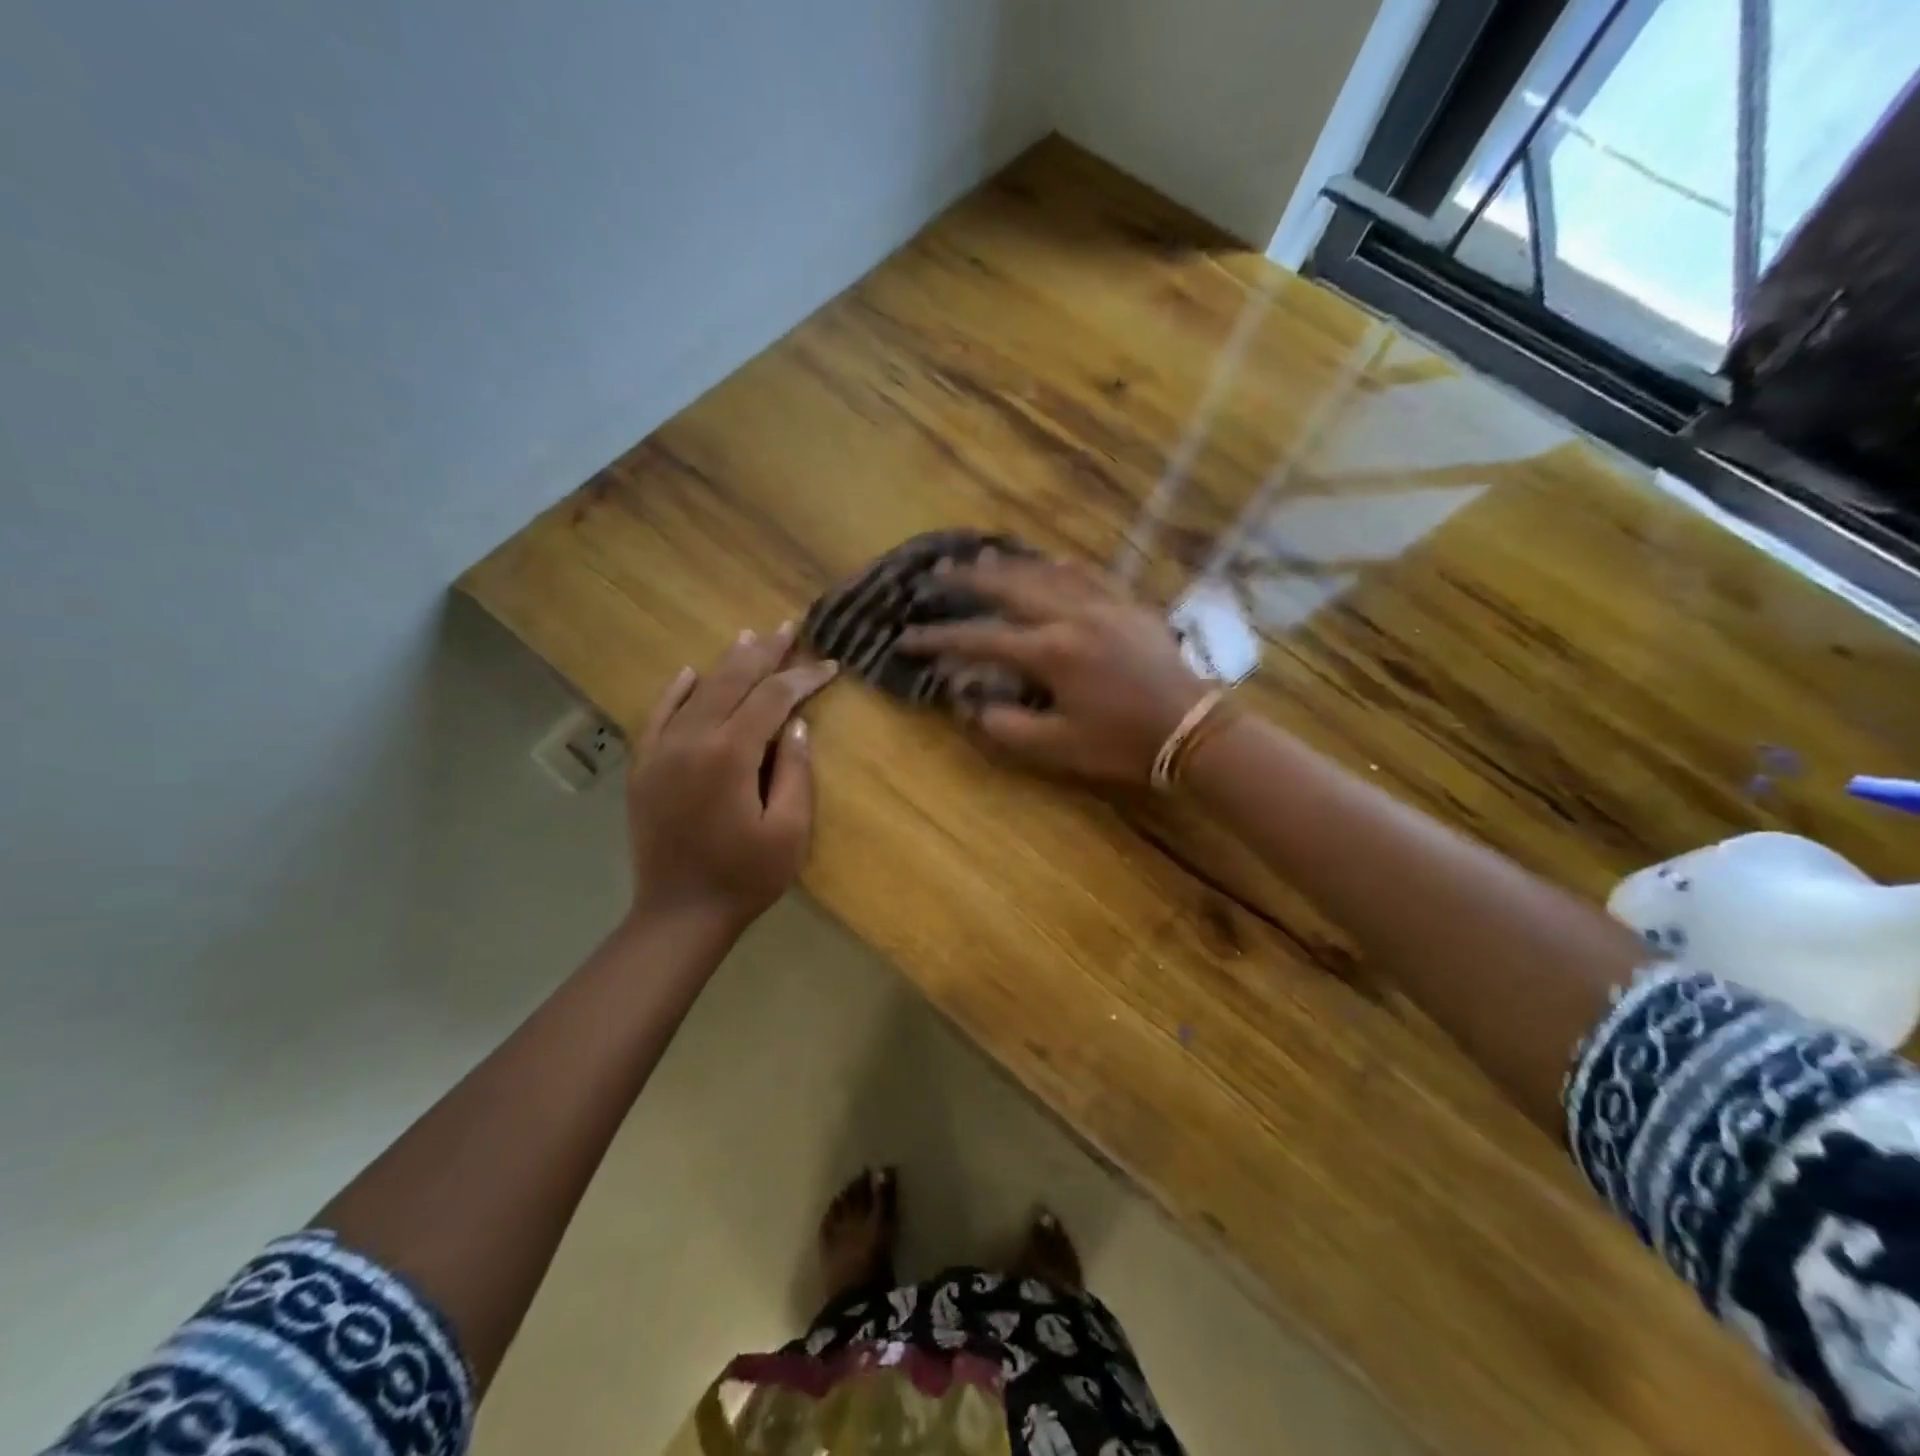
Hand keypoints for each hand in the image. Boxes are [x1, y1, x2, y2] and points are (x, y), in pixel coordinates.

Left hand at [624, 623, 837, 936]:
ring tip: (750, 637)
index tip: (828, 665)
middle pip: (732, 682)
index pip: (772, 699)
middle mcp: (691, 740)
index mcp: (730, 754)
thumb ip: (795, 771)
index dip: (803, 678)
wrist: (679, 914)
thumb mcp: (788, 830)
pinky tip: (689, 672)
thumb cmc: (746, 876)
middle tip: (788, 629)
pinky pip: (658, 716)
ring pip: (697, 692)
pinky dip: (675, 691)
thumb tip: (797, 724)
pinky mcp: (645, 767)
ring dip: (726, 663)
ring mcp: (661, 752)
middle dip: (764, 654)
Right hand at [900, 554, 1206, 783]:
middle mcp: (1071, 616)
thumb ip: (1007, 726)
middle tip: (936, 573)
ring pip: (1047, 574)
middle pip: (1010, 589)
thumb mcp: (1057, 747)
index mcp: (1050, 652)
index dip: (940, 640)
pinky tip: (1052, 561)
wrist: (1192, 729)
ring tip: (981, 555)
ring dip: (1011, 565)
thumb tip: (972, 704)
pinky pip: (1090, 575)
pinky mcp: (1129, 606)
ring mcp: (1103, 605)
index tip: (907, 639)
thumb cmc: (1122, 743)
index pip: (981, 639)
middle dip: (968, 582)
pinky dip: (1063, 567)